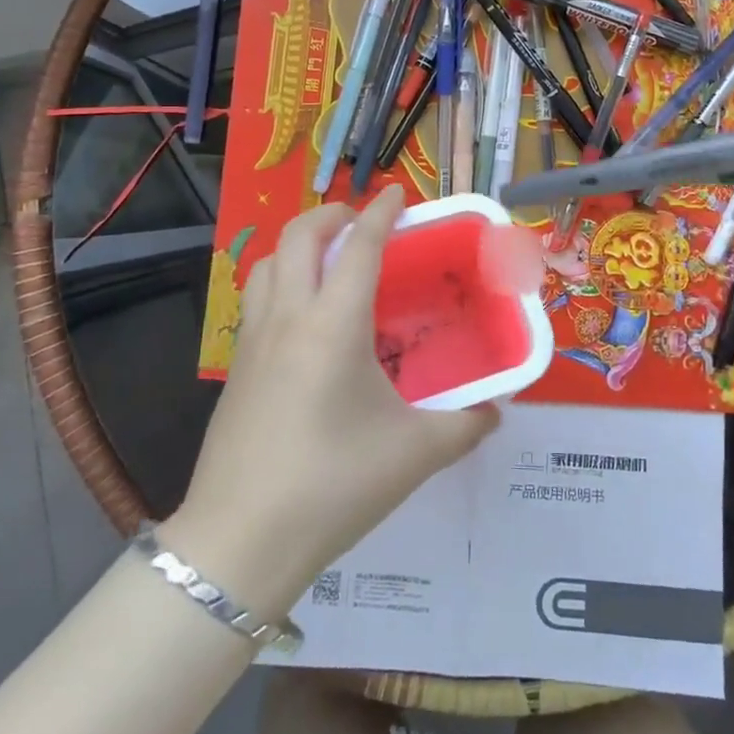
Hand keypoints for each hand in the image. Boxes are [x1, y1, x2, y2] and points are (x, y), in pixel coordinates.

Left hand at [163, 186, 497, 618]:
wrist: (241, 541)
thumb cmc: (333, 485)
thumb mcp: (413, 455)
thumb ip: (464, 426)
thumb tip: (496, 411)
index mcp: (334, 325)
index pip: (359, 246)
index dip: (380, 212)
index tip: (397, 193)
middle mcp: (289, 318)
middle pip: (298, 236)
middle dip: (330, 214)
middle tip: (360, 220)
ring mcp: (254, 341)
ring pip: (267, 263)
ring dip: (297, 244)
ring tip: (327, 259)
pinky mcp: (236, 368)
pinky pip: (256, 299)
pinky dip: (280, 280)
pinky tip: (302, 318)